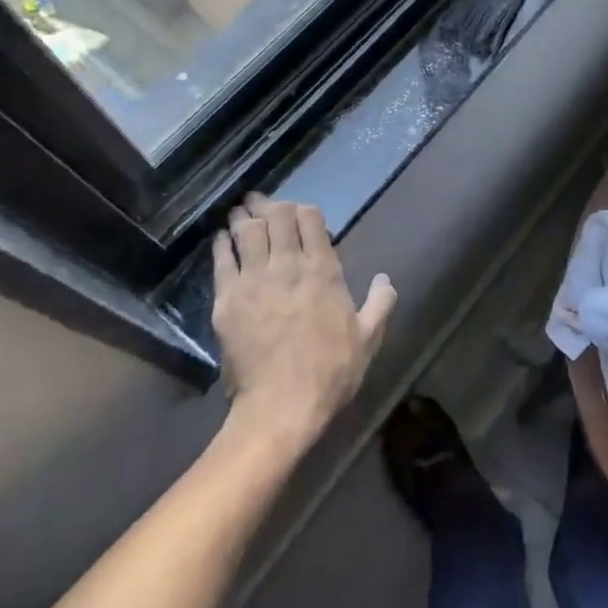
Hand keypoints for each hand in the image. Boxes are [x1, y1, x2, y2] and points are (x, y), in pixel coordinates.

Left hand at [212, 194, 397, 449]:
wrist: (281, 406)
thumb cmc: (331, 371)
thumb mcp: (369, 337)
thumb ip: (380, 302)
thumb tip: (384, 279)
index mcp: (323, 269)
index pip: (309, 218)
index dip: (303, 209)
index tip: (298, 211)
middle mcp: (287, 265)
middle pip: (275, 217)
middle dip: (270, 205)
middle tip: (263, 202)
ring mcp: (254, 279)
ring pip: (246, 231)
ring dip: (244, 217)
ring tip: (241, 211)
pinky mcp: (227, 299)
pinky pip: (222, 259)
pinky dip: (222, 243)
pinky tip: (223, 238)